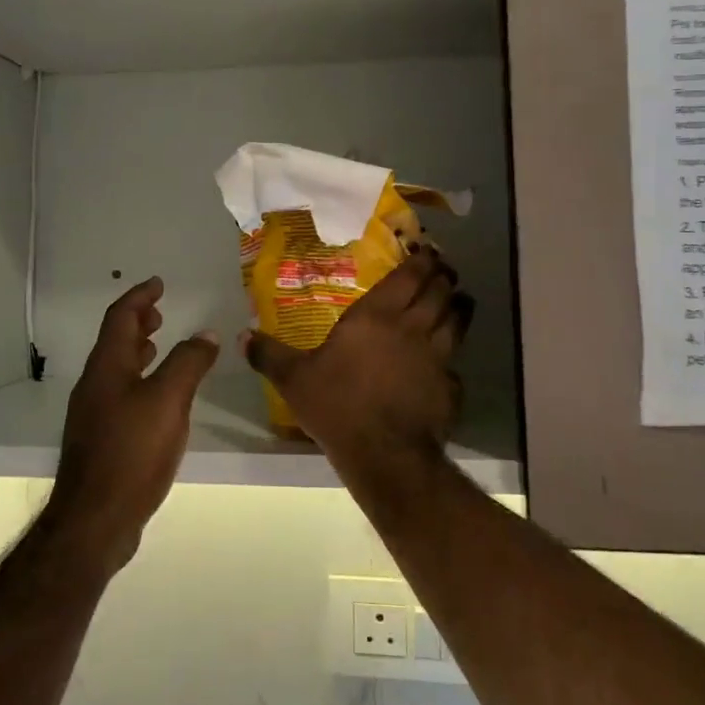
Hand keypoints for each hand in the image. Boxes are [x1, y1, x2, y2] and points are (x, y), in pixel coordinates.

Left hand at [47, 277, 219, 572]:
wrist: (95, 520)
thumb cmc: (132, 452)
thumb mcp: (168, 401)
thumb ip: (188, 363)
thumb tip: (206, 334)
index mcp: (107, 367)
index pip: (120, 317)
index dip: (139, 297)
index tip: (157, 283)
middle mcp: (95, 384)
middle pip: (114, 341)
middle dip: (137, 322)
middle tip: (160, 312)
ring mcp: (94, 413)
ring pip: (116, 368)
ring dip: (137, 350)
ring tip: (159, 345)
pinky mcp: (101, 439)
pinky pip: (120, 392)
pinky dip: (139, 379)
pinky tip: (157, 398)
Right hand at [241, 247, 473, 476]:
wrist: (384, 453)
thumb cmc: (337, 405)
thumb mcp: (294, 379)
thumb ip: (269, 355)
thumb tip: (243, 336)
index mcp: (376, 317)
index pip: (408, 277)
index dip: (422, 261)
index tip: (428, 251)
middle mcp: (411, 328)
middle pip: (439, 292)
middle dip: (445, 277)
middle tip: (445, 271)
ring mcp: (437, 357)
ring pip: (457, 321)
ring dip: (460, 306)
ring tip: (461, 300)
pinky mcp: (450, 387)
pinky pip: (457, 364)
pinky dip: (455, 357)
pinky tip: (450, 362)